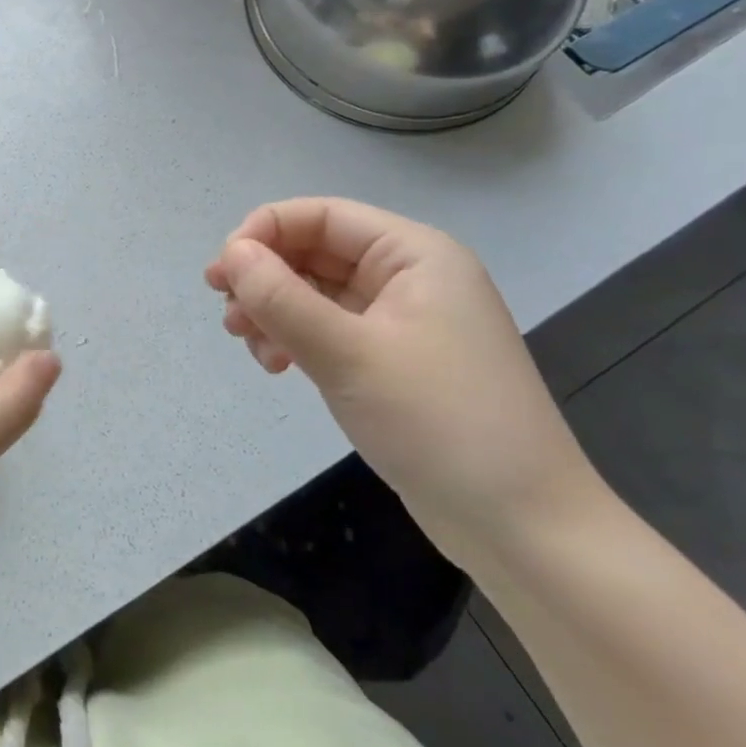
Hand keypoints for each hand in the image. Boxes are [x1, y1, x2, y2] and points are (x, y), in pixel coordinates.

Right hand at [205, 199, 604, 560]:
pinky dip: (296, 338)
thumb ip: (281, 297)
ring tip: (248, 344)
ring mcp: (403, 320)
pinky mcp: (394, 360)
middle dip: (265, 277)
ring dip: (275, 310)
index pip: (322, 216)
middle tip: (226, 312)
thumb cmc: (440, 423)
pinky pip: (330, 328)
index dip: (264, 232)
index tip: (221, 273)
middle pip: (316, 251)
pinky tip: (276, 365)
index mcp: (414, 254)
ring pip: (318, 291)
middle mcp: (409, 276)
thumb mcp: (348, 353)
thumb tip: (231, 254)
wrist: (524, 530)